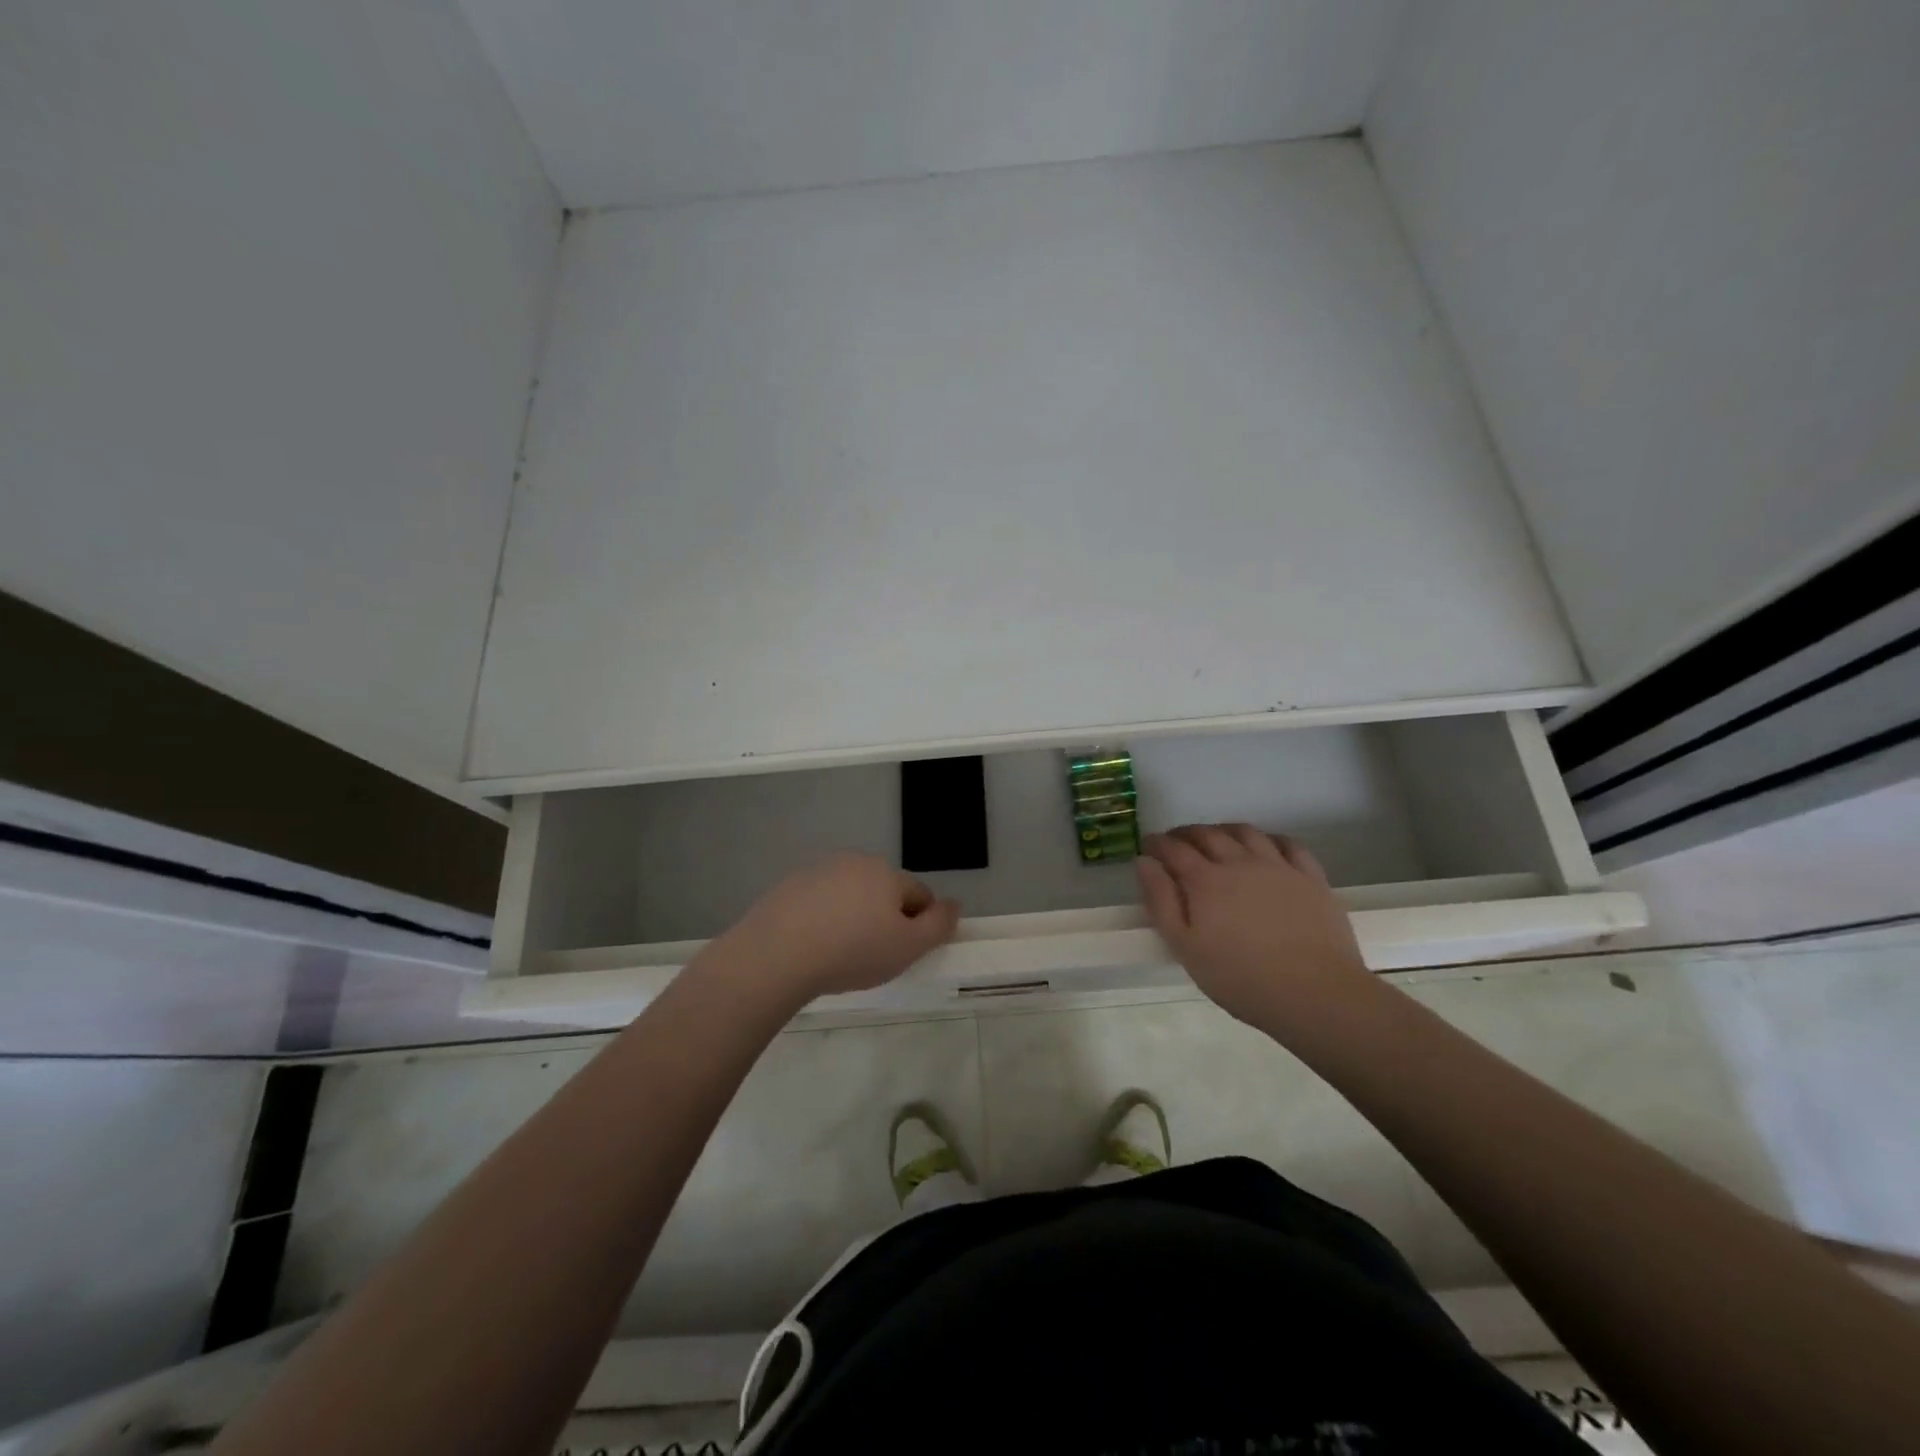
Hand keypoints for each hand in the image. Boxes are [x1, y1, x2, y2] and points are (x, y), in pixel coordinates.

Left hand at [711, 853, 959, 1004]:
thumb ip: (939, 925)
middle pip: (882, 891)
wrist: (776, 955)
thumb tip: (954, 905)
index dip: (921, 924)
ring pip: (849, 896)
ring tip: (841, 956)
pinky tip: (813, 949)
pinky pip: (818, 904)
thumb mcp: (908, 947)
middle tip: (875, 957)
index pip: (918, 894)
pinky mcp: (788, 888)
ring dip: (853, 918)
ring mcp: (817, 872)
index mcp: (886, 873)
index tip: (908, 953)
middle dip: (885, 918)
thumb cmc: (852, 951)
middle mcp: (854, 862)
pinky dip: (822, 920)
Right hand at [1137, 824, 1371, 1033]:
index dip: (1156, 843)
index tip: (1147, 846)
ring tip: (1217, 840)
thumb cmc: (1241, 978)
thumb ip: (1161, 901)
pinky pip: (1288, 843)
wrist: (1316, 995)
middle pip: (1207, 834)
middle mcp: (1239, 862)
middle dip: (1185, 834)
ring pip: (1246, 832)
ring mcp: (1278, 866)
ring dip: (1224, 830)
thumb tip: (1144, 862)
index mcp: (1205, 880)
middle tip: (1176, 843)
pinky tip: (1266, 847)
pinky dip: (1269, 838)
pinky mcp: (1311, 877)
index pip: (1173, 849)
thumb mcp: (1185, 948)